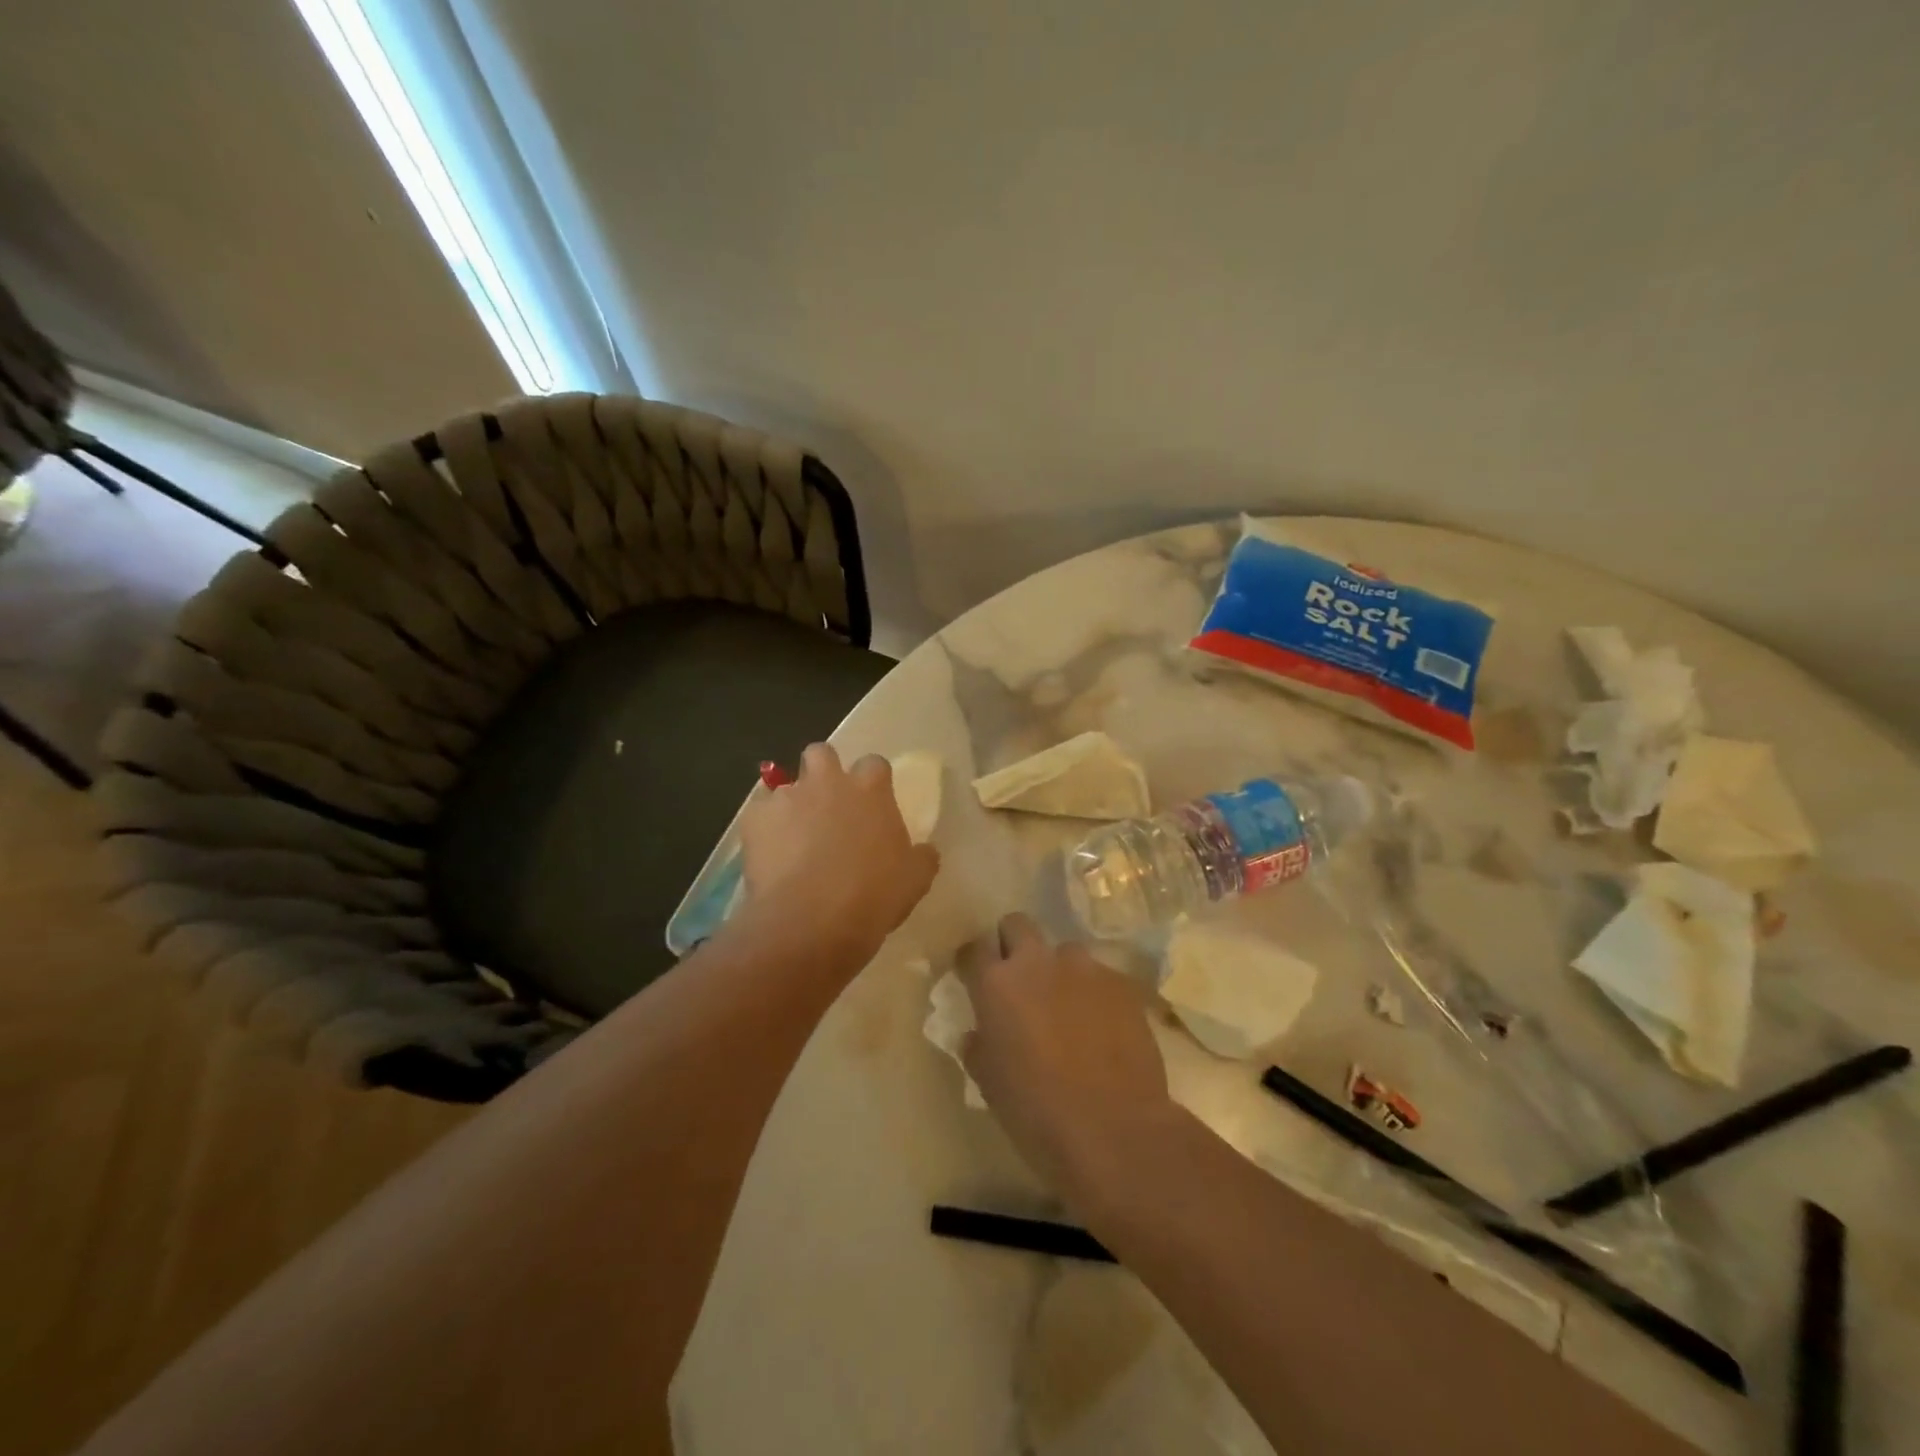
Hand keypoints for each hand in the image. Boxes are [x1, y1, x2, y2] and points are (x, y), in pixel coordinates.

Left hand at [739, 744, 938, 967]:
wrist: (811, 921)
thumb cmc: (872, 896)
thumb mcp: (914, 880)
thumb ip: (921, 857)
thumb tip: (926, 850)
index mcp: (871, 790)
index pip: (874, 764)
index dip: (872, 781)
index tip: (871, 803)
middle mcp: (828, 782)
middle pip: (822, 753)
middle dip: (823, 771)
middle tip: (827, 804)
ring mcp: (788, 797)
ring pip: (785, 785)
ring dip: (792, 804)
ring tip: (793, 838)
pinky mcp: (755, 818)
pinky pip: (758, 813)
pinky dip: (764, 828)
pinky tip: (769, 855)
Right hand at [961, 914, 1178, 1214]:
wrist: (1115, 1130)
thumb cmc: (1037, 1112)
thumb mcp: (989, 1083)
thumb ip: (979, 1045)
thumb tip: (979, 1033)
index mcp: (996, 984)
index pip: (973, 948)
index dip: (972, 961)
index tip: (973, 977)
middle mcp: (1038, 962)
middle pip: (1018, 924)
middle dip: (1013, 943)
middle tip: (1019, 980)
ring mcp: (1084, 968)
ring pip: (1064, 951)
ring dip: (1059, 971)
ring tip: (1067, 1007)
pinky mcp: (1121, 983)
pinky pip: (1100, 977)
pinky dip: (1094, 994)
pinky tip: (1102, 1027)